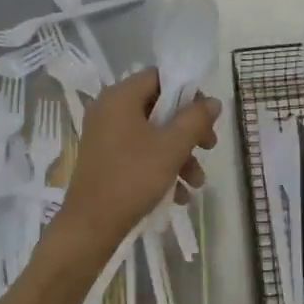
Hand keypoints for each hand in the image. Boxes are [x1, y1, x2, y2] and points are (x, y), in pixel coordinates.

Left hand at [53, 69, 219, 254]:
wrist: (91, 226)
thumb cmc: (132, 177)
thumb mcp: (172, 147)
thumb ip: (195, 119)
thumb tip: (212, 101)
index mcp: (120, 97)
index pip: (158, 77)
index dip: (187, 92)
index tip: (206, 116)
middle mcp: (108, 110)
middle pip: (158, 108)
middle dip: (188, 131)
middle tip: (209, 147)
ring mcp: (104, 136)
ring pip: (152, 135)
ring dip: (179, 155)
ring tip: (196, 183)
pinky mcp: (105, 160)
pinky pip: (139, 154)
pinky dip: (160, 168)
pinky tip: (179, 195)